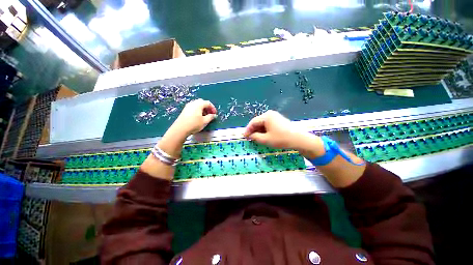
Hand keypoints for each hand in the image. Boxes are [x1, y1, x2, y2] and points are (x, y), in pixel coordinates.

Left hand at [171, 99, 217, 137]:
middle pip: (202, 102)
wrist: (180, 129)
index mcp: (199, 104)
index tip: (215, 114)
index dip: (213, 108)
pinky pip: (193, 107)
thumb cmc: (194, 124)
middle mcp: (193, 103)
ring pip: (197, 105)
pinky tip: (199, 117)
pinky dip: (198, 110)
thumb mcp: (205, 121)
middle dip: (207, 108)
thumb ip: (211, 117)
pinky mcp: (185, 110)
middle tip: (210, 114)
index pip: (208, 103)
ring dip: (203, 109)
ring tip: (205, 116)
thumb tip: (214, 115)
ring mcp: (188, 106)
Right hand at [243, 110, 324, 157]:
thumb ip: (255, 137)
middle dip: (253, 130)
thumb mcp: (265, 139)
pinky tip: (263, 136)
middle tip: (249, 138)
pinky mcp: (279, 120)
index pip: (253, 122)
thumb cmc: (281, 139)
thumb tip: (250, 136)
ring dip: (259, 131)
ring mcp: (276, 117)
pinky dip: (264, 130)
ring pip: (263, 124)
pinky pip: (268, 125)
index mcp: (266, 116)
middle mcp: (270, 114)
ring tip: (255, 138)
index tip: (244, 136)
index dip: (248, 130)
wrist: (299, 139)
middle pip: (258, 122)